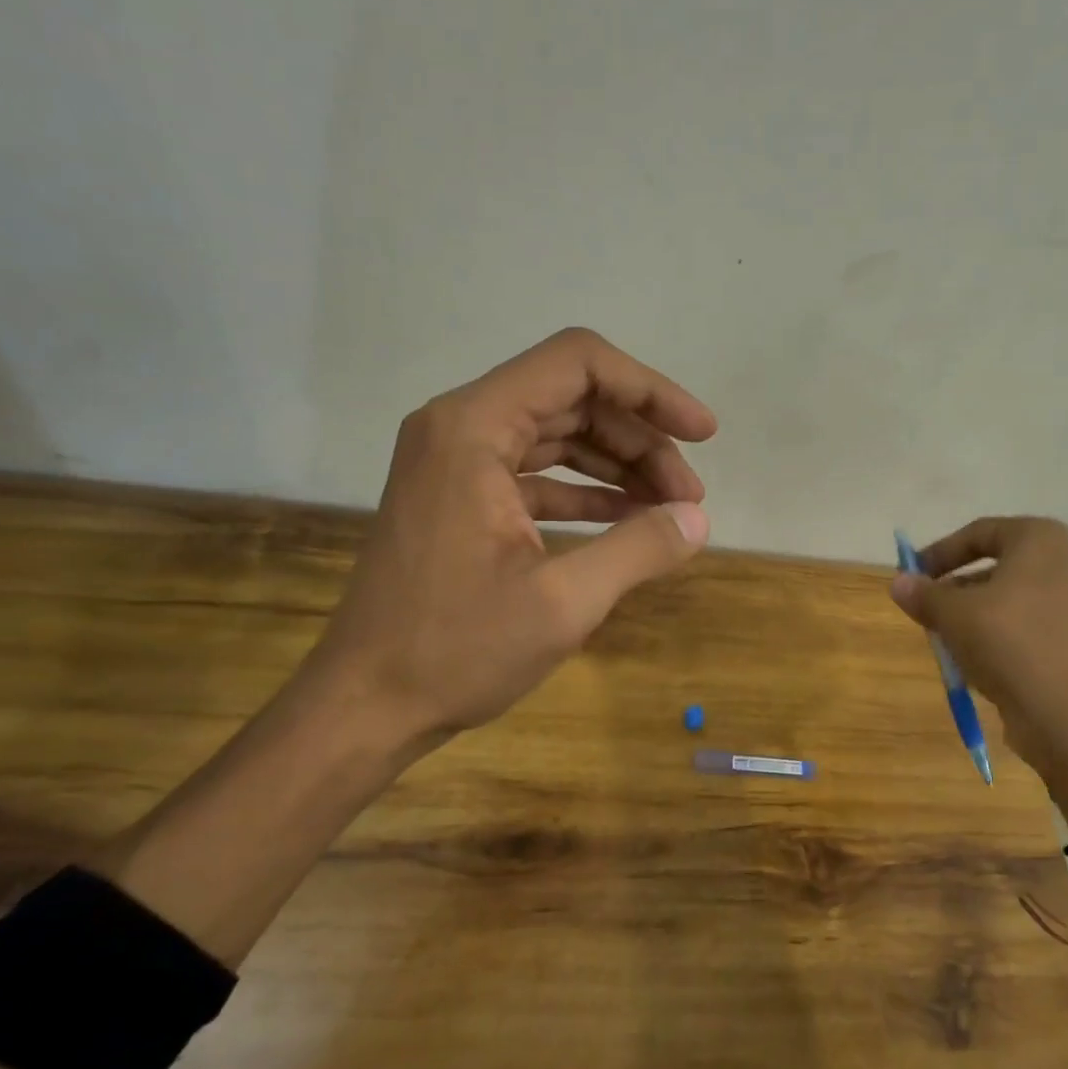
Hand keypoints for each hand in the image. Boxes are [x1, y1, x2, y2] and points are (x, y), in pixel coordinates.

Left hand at [300, 327, 716, 765]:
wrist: (366, 705)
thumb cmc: (455, 650)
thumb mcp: (563, 602)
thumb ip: (639, 549)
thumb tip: (698, 519)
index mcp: (474, 428)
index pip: (578, 363)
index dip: (650, 390)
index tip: (701, 434)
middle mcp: (460, 428)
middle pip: (572, 398)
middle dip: (641, 439)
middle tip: (689, 496)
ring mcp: (456, 463)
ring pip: (557, 435)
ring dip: (618, 465)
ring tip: (670, 508)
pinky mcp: (460, 499)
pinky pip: (536, 473)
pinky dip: (585, 491)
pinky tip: (627, 519)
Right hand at [889, 517, 1067, 834]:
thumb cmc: (1009, 643)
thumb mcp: (952, 614)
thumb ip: (924, 594)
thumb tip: (899, 582)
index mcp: (1040, 542)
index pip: (982, 531)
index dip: (942, 551)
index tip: (915, 574)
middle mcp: (1063, 568)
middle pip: (997, 567)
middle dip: (955, 586)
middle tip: (926, 607)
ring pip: (1009, 601)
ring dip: (972, 615)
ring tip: (942, 638)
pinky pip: (1024, 630)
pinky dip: (995, 638)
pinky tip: (971, 663)